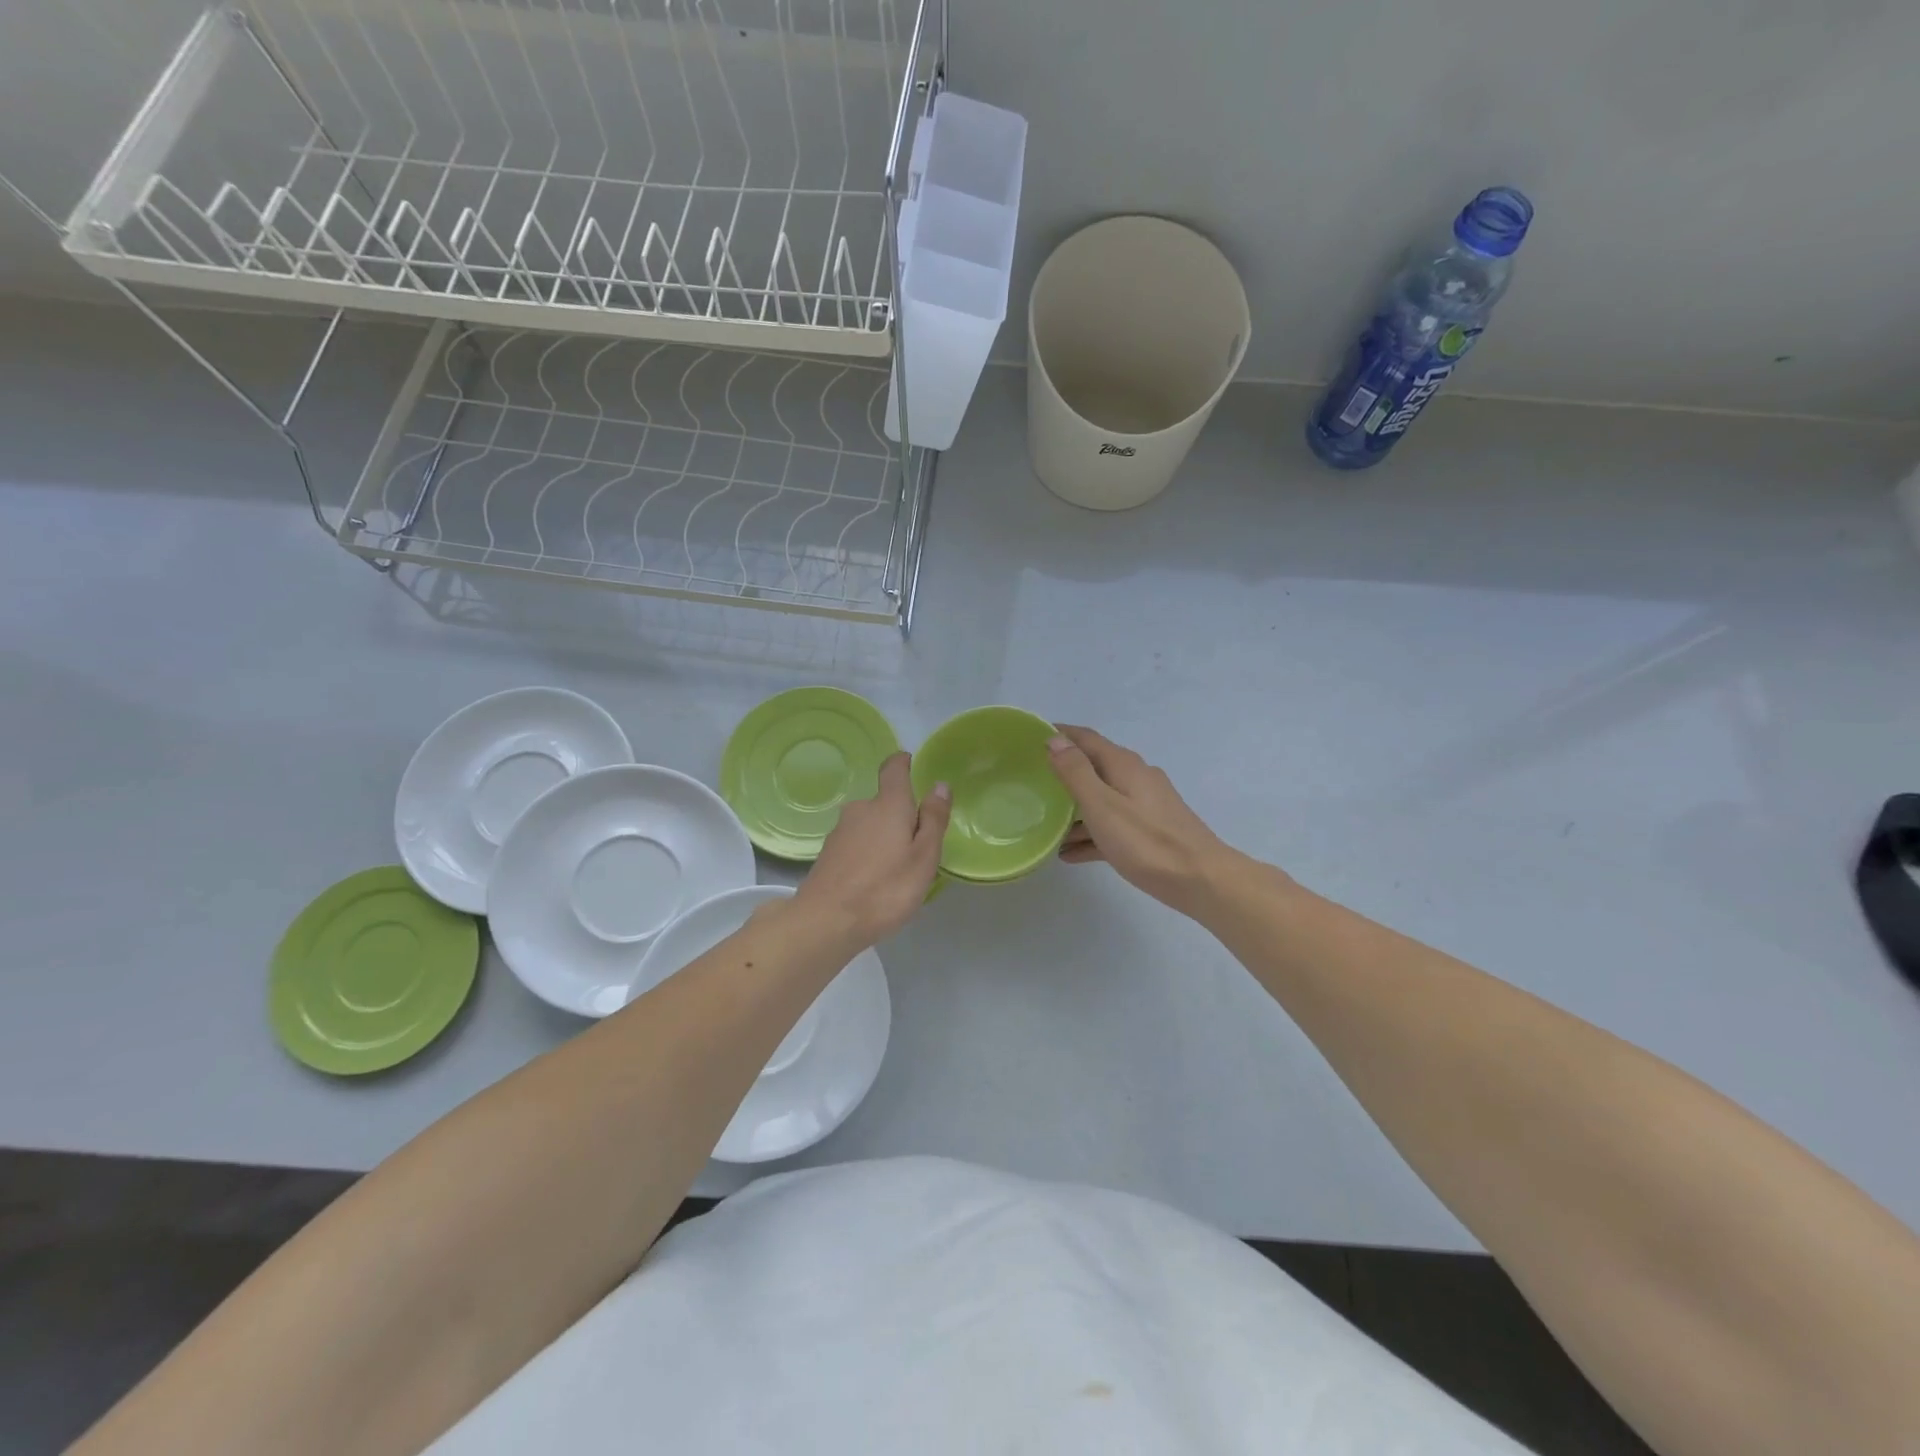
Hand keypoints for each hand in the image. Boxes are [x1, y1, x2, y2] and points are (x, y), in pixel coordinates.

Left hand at [792, 752, 950, 945]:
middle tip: (918, 844)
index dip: (903, 763)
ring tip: (897, 868)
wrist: (826, 922)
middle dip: (900, 815)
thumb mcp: (923, 857)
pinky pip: (856, 844)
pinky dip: (868, 854)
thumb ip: (934, 819)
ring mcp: (840, 832)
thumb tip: (939, 785)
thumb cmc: (885, 888)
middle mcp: (860, 810)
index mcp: (888, 805)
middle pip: (883, 802)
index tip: (912, 765)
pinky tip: (874, 881)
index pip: (894, 769)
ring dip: (883, 837)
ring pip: (869, 825)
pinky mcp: (828, 854)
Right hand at [1047, 726, 1236, 914]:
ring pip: (1102, 798)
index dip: (1059, 734)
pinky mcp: (1150, 829)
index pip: (1085, 738)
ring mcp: (1146, 804)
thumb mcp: (1102, 806)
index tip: (1030, 736)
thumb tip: (1055, 740)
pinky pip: (1113, 824)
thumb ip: (1076, 772)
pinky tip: (1070, 854)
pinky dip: (1091, 833)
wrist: (1201, 880)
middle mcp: (1136, 777)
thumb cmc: (1146, 842)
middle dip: (1063, 772)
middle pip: (1093, 767)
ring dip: (1074, 808)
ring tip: (1045, 824)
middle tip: (1032, 781)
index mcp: (1123, 765)